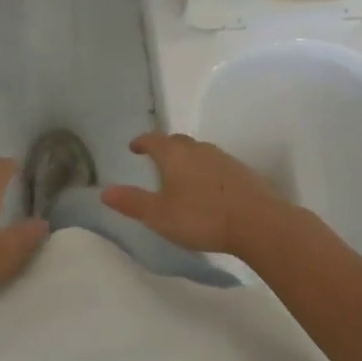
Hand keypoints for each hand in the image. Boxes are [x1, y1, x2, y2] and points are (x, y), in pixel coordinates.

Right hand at [101, 132, 294, 259]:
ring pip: (198, 151)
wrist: (257, 221)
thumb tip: (104, 191)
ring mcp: (222, 157)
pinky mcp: (240, 170)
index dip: (142, 142)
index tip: (134, 146)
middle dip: (164, 147)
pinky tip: (208, 187)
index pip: (153, 139)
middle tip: (156, 158)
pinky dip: (205, 169)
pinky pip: (215, 163)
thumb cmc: (201, 217)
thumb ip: (133, 202)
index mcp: (175, 154)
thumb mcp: (160, 215)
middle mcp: (198, 149)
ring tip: (180, 174)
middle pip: (177, 141)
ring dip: (186, 158)